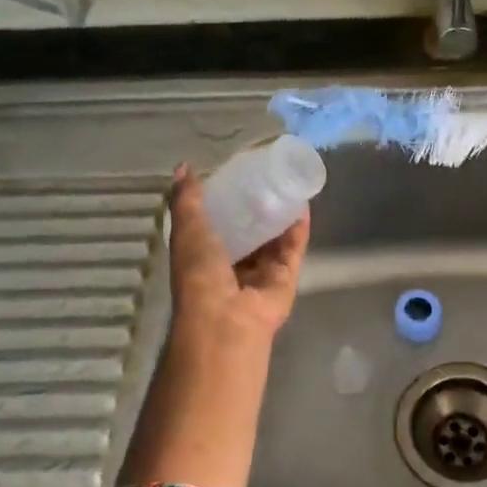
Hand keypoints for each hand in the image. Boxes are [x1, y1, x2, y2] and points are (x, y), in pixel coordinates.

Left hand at [166, 163, 309, 353]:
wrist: (226, 319)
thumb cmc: (199, 274)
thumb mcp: (187, 230)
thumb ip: (187, 200)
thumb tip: (183, 167)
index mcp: (204, 256)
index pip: (216, 225)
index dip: (225, 201)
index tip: (235, 174)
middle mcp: (233, 266)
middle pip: (249, 232)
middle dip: (257, 207)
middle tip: (267, 175)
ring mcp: (261, 273)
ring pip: (274, 239)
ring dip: (281, 215)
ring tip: (289, 183)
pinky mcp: (286, 277)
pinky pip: (294, 248)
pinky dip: (298, 228)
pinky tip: (303, 203)